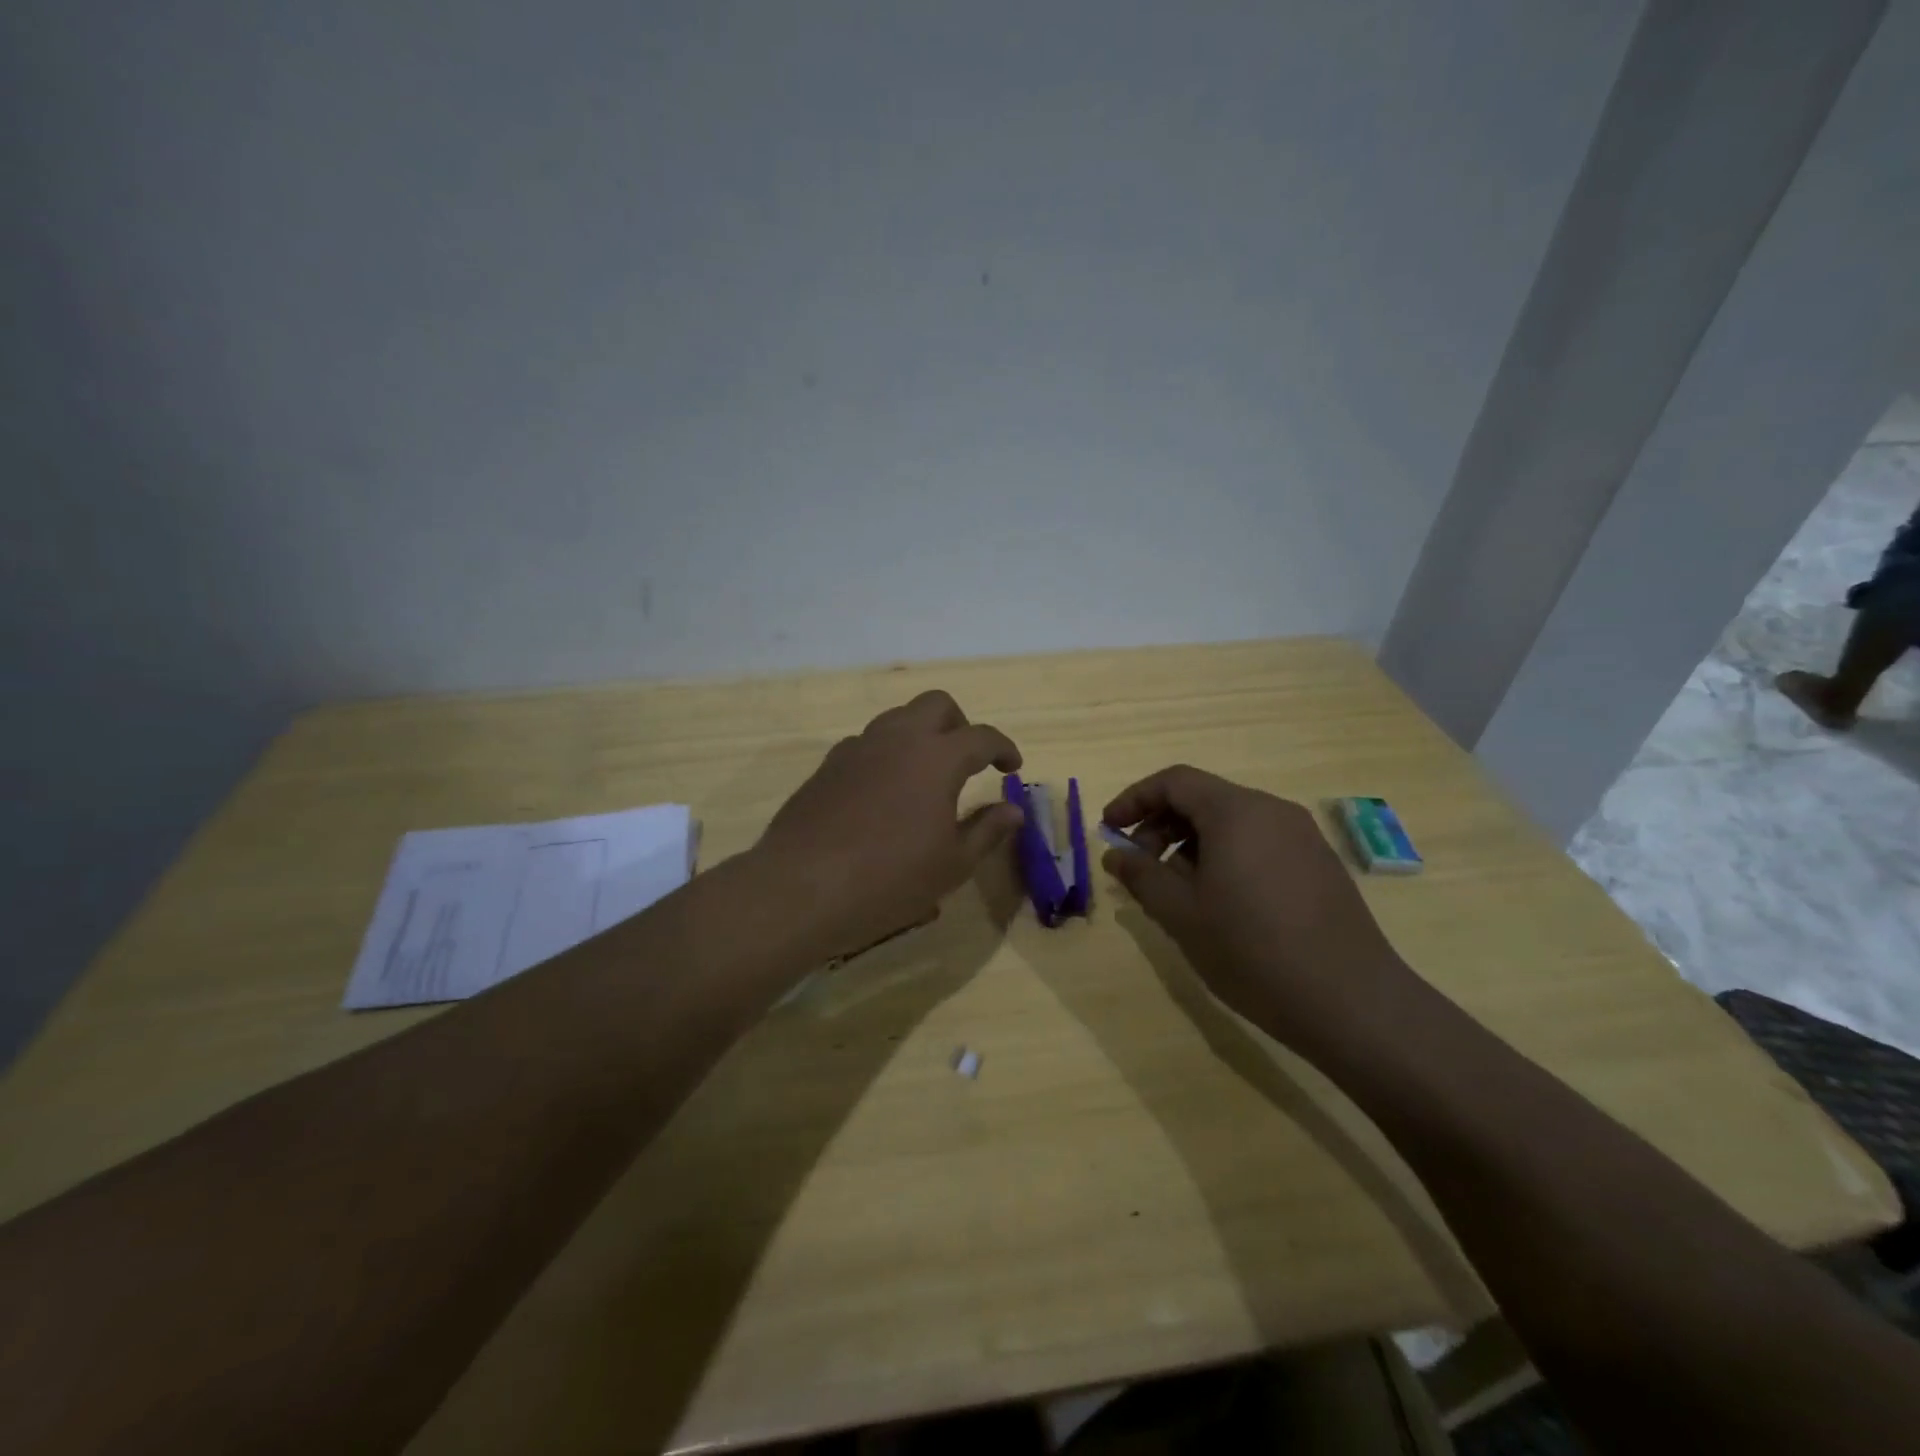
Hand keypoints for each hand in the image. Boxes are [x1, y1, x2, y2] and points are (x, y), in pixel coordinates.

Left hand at [757, 690, 1024, 955]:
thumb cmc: (888, 880)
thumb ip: (986, 831)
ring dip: (920, 735)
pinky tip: (883, 793)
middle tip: (968, 761)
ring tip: (925, 776)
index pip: (982, 736)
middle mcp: (897, 739)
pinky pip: (866, 744)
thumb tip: (1013, 810)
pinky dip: (886, 754)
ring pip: (897, 718)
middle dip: (960, 724)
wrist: (800, 888)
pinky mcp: (828, 766)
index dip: (1004, 748)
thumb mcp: (951, 865)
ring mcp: (857, 748)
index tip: (1012, 767)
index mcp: (937, 758)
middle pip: (937, 704)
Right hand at [1101, 766, 1412, 1047]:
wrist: (1351, 1002)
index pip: (1174, 781)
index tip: (1109, 829)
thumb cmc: (1252, 951)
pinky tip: (1220, 902)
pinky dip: (1225, 856)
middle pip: (1203, 799)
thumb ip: (1141, 876)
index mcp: (1236, 812)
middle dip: (1161, 825)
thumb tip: (1115, 854)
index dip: (1134, 799)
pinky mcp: (1319, 864)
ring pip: (1231, 822)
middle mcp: (1272, 811)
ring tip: (1176, 891)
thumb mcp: (1181, 914)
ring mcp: (1301, 837)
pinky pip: (1258, 842)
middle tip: (1139, 867)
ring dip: (1191, 844)